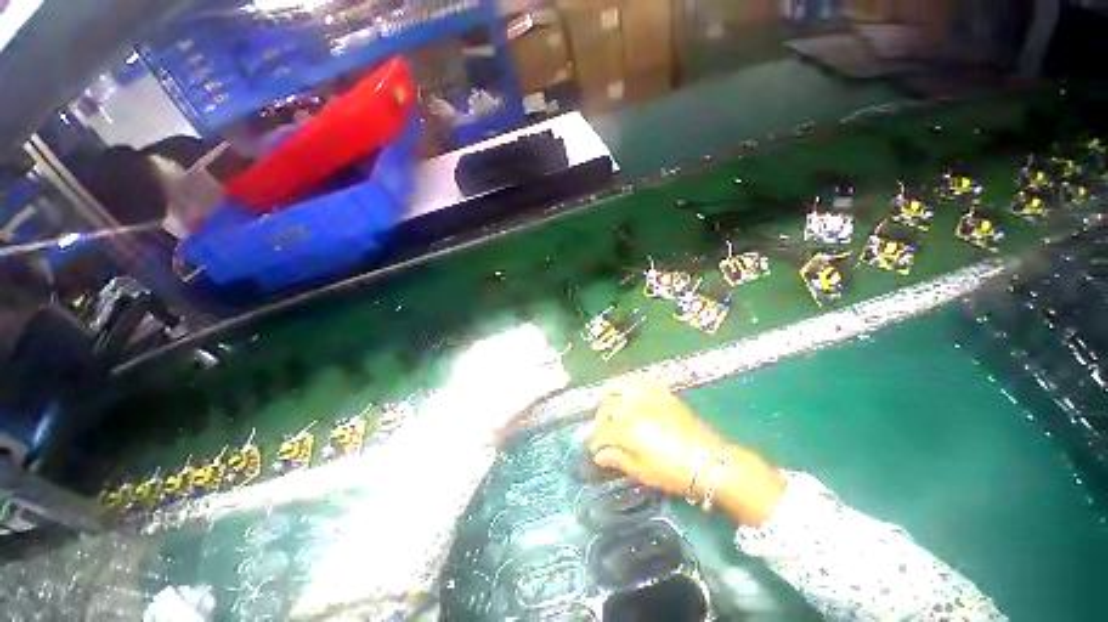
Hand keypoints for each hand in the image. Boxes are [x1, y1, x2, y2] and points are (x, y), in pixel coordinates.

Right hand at [589, 379, 723, 497]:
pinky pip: (640, 382)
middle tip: (600, 430)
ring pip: (619, 388)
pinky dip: (628, 383)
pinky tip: (625, 389)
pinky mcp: (661, 393)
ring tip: (606, 403)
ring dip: (609, 395)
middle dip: (600, 419)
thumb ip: (618, 459)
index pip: (603, 432)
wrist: (709, 461)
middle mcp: (634, 408)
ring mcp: (648, 397)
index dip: (595, 442)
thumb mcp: (643, 472)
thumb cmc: (674, 473)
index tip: (594, 449)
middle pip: (607, 408)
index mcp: (628, 430)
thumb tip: (600, 455)